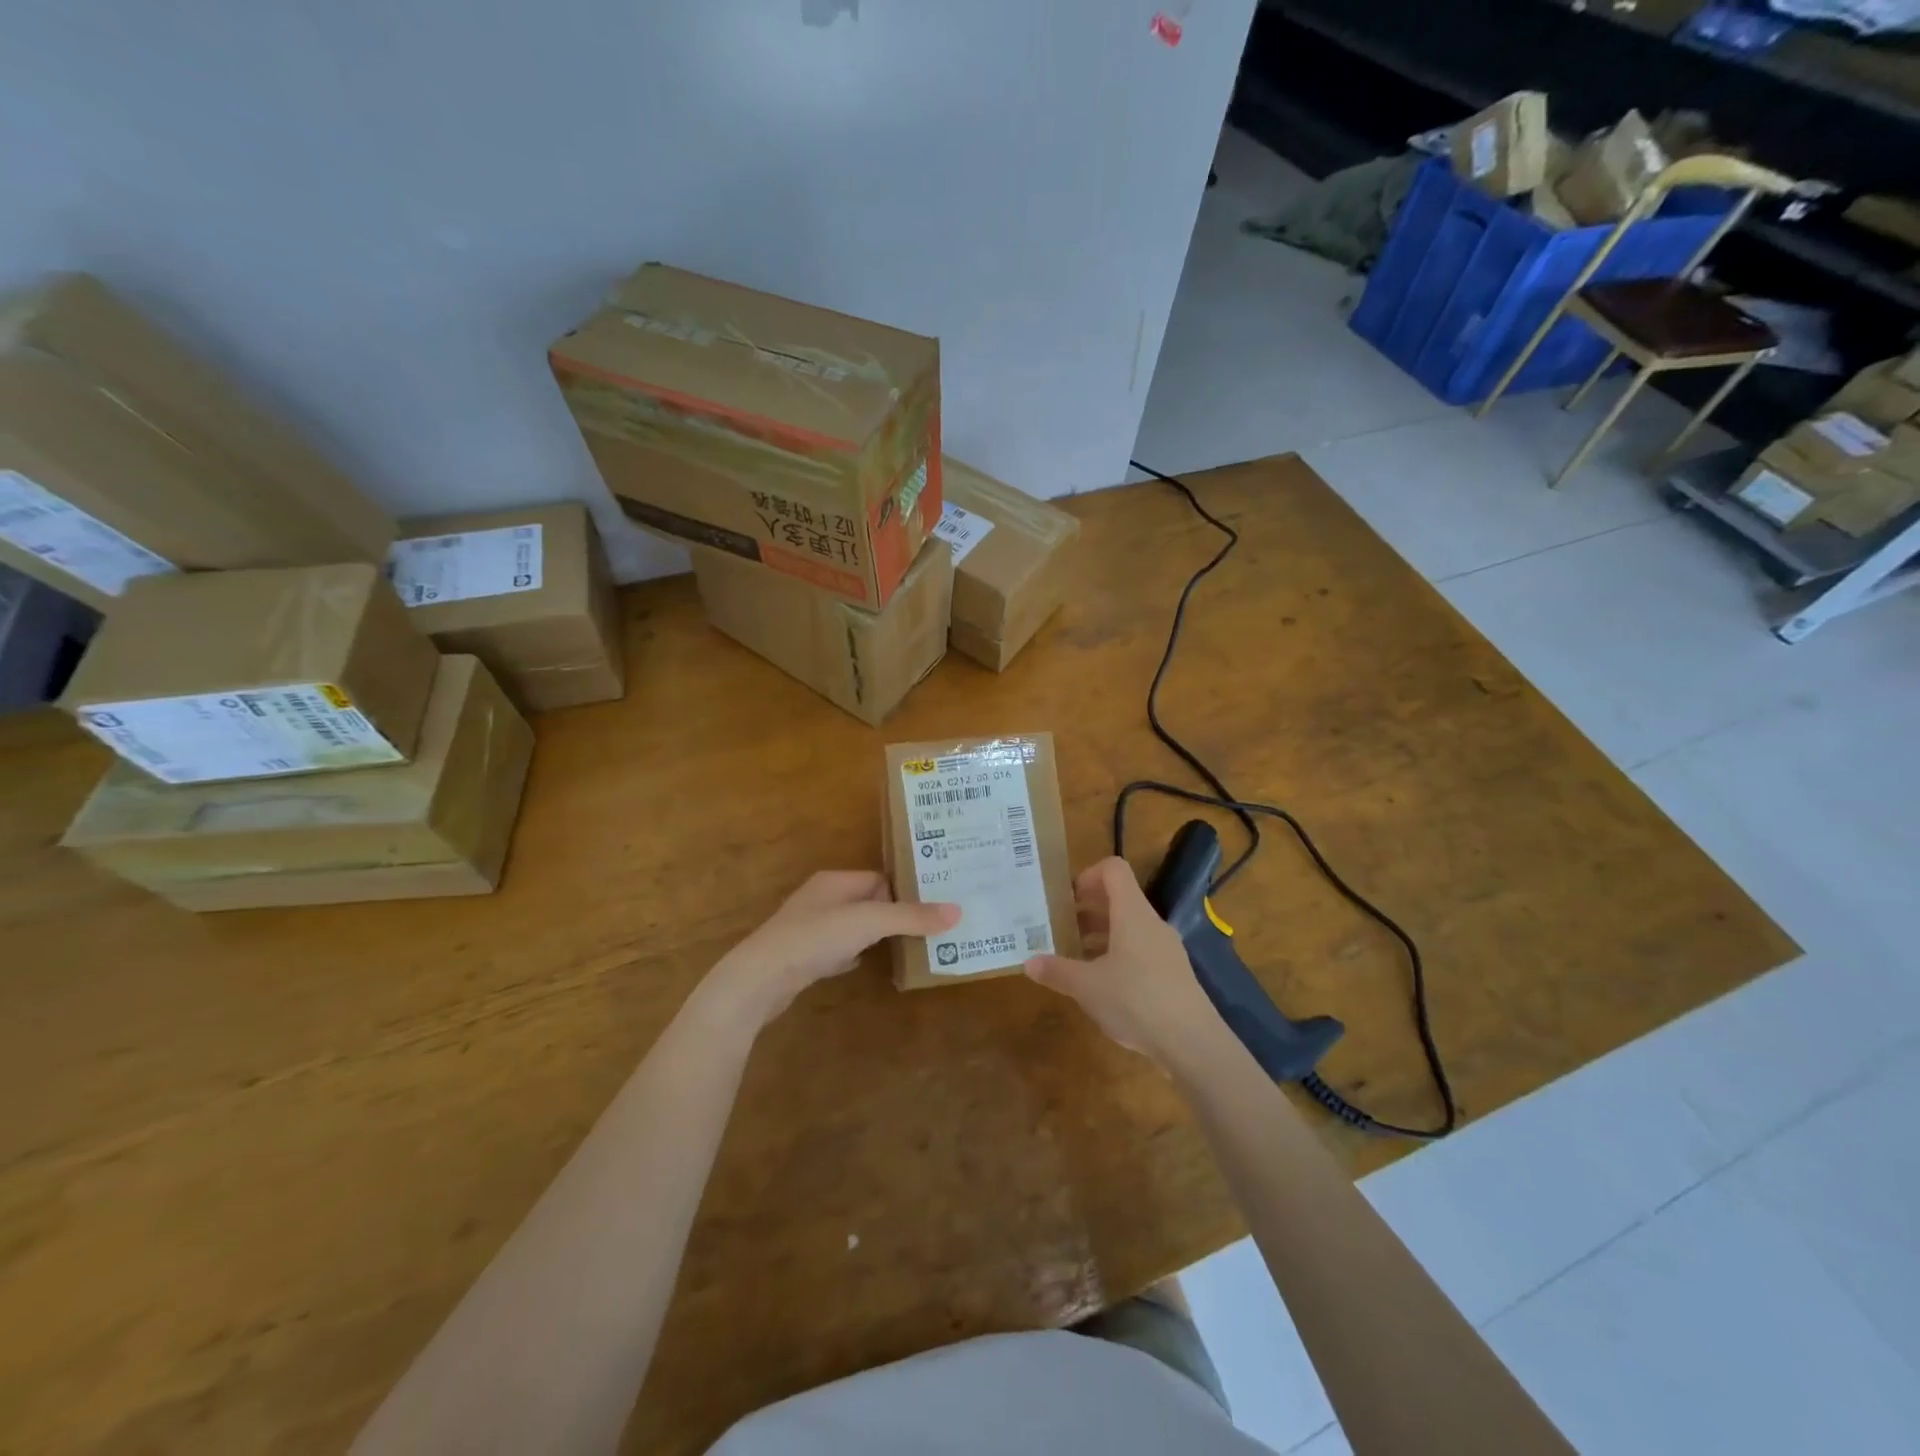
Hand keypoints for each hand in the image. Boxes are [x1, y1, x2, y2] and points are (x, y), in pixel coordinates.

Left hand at [708, 870, 958, 1029]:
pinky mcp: (803, 956)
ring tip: (907, 947)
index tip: (933, 908)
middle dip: (893, 914)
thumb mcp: (868, 922)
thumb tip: (957, 911)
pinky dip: (854, 955)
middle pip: (868, 901)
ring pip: (853, 926)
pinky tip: (865, 965)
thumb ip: (911, 916)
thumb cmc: (814, 938)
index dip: (904, 892)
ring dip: (875, 935)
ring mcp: (809, 928)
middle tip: (928, 928)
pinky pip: (838, 949)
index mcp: (835, 881)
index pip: (879, 878)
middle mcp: (821, 898)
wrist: (759, 980)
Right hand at [1024, 857, 1226, 1068]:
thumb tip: (1029, 963)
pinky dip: (1117, 955)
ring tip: (1075, 957)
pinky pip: (1140, 950)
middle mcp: (1151, 923)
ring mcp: (1166, 948)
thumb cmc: (1136, 1001)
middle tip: (1060, 928)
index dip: (1087, 875)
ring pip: (1129, 927)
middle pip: (1119, 898)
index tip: (1066, 899)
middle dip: (1087, 909)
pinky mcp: (1173, 973)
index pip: (1113, 869)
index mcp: (1132, 913)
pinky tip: (1102, 985)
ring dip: (1101, 934)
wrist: (1193, 1043)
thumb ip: (1057, 971)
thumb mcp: (1087, 987)